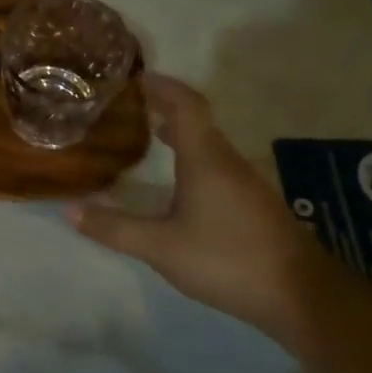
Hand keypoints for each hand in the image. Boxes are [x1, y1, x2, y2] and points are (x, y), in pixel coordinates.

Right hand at [68, 75, 325, 338]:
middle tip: (133, 102)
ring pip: (208, 143)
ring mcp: (245, 182)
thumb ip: (115, 228)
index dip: (163, 86)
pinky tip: (180, 181)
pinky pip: (217, 164)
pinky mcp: (254, 204)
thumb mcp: (161, 247)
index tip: (137, 76)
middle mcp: (227, 161)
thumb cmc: (228, 259)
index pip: (186, 105)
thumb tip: (69, 209)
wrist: (302, 296)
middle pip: (197, 120)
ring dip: (180, 131)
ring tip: (150, 132)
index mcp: (205, 158)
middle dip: (166, 106)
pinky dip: (192, 155)